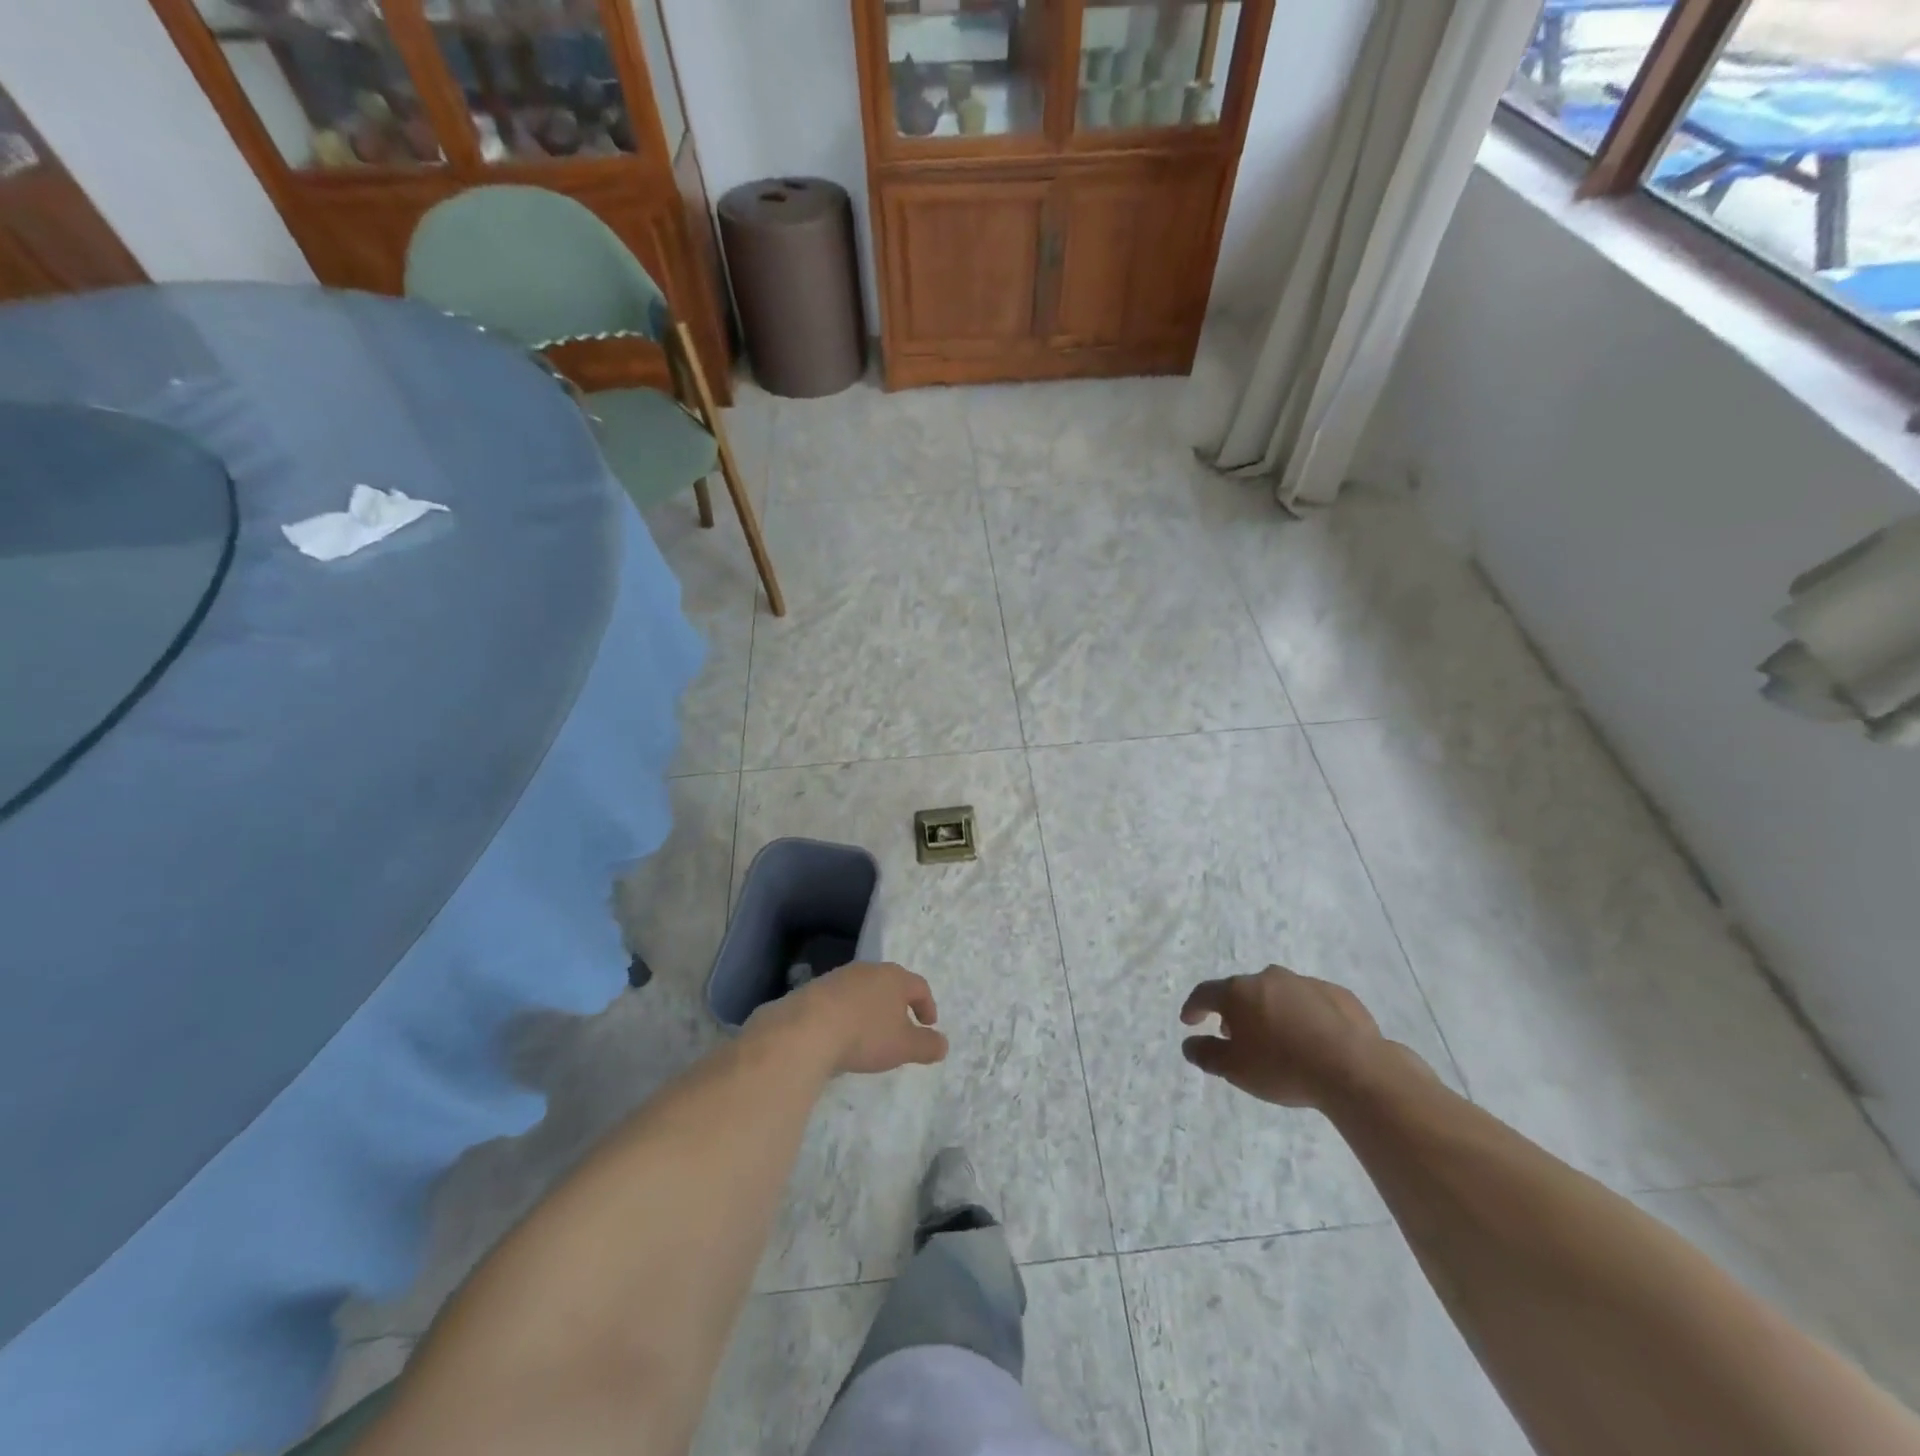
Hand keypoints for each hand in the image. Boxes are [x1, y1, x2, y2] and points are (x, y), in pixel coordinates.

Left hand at [754, 961, 948, 1075]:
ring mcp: (839, 977)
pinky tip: (841, 1035)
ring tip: (869, 1034)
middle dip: (898, 1005)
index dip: (927, 1006)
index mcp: (894, 978)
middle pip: (890, 984)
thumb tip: (943, 1044)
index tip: (928, 1025)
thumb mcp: (904, 1046)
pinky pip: (839, 1000)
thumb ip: (927, 1045)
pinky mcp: (814, 989)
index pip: (919, 986)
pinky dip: (846, 1014)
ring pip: (863, 990)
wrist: (806, 1029)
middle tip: (900, 1027)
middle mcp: (868, 970)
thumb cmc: (865, 1034)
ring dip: (870, 1009)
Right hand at [1179, 965, 1387, 1108]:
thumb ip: (1206, 1055)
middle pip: (1243, 991)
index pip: (1205, 993)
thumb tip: (1189, 1044)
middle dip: (1236, 1011)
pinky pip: (1310, 1002)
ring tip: (1277, 1039)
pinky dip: (1304, 1016)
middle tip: (1236, 1036)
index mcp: (1239, 992)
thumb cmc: (1283, 1067)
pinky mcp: (1337, 994)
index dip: (1194, 1007)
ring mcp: (1305, 983)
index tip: (1189, 1021)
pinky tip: (1312, 1039)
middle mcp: (1268, 978)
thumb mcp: (1235, 1070)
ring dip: (1270, 1011)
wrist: (1354, 1069)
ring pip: (1278, 994)